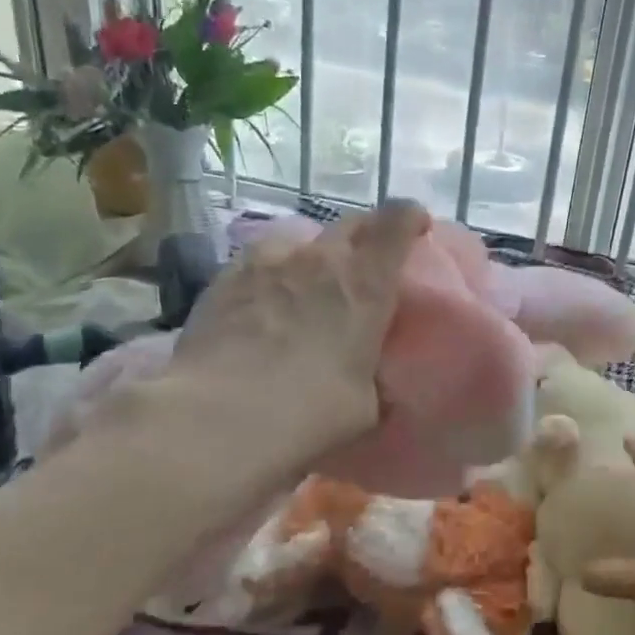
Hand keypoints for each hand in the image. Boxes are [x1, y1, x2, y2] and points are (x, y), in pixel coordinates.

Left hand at [145, 200, 430, 468]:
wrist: (218, 418)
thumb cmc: (309, 413)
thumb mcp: (365, 405)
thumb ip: (373, 379)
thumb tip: (372, 383)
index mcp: (365, 283)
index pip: (397, 222)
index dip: (410, 217)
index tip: (416, 228)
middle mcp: (318, 259)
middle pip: (351, 222)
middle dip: (365, 235)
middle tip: (366, 264)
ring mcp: (266, 262)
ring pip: (299, 238)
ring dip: (312, 254)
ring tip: (307, 283)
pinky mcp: (223, 278)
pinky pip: (257, 261)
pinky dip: (270, 274)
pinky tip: (262, 304)